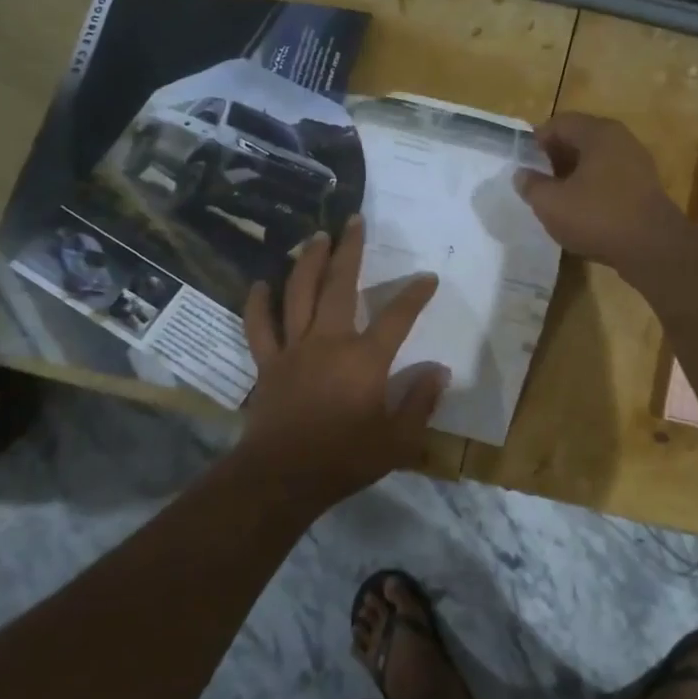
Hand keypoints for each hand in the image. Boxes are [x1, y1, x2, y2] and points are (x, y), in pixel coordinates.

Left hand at [239, 216, 446, 504]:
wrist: (282, 477)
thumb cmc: (345, 459)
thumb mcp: (398, 439)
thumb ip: (421, 402)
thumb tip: (440, 371)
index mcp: (365, 359)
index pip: (397, 316)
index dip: (415, 294)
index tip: (427, 277)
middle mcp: (329, 341)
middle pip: (340, 285)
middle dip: (350, 250)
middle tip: (354, 221)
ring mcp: (293, 349)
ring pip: (298, 294)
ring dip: (307, 262)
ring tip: (315, 236)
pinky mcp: (268, 363)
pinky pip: (259, 326)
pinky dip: (257, 303)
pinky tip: (260, 283)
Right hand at [514, 113, 688, 275]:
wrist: (653, 249)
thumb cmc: (598, 217)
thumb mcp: (551, 203)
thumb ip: (531, 185)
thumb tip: (522, 174)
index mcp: (598, 133)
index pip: (559, 123)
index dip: (536, 141)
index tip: (523, 164)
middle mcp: (621, 140)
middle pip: (580, 139)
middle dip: (555, 158)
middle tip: (537, 182)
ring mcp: (637, 164)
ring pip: (596, 161)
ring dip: (574, 176)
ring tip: (557, 199)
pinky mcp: (645, 189)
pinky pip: (611, 180)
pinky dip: (593, 189)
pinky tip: (582, 213)